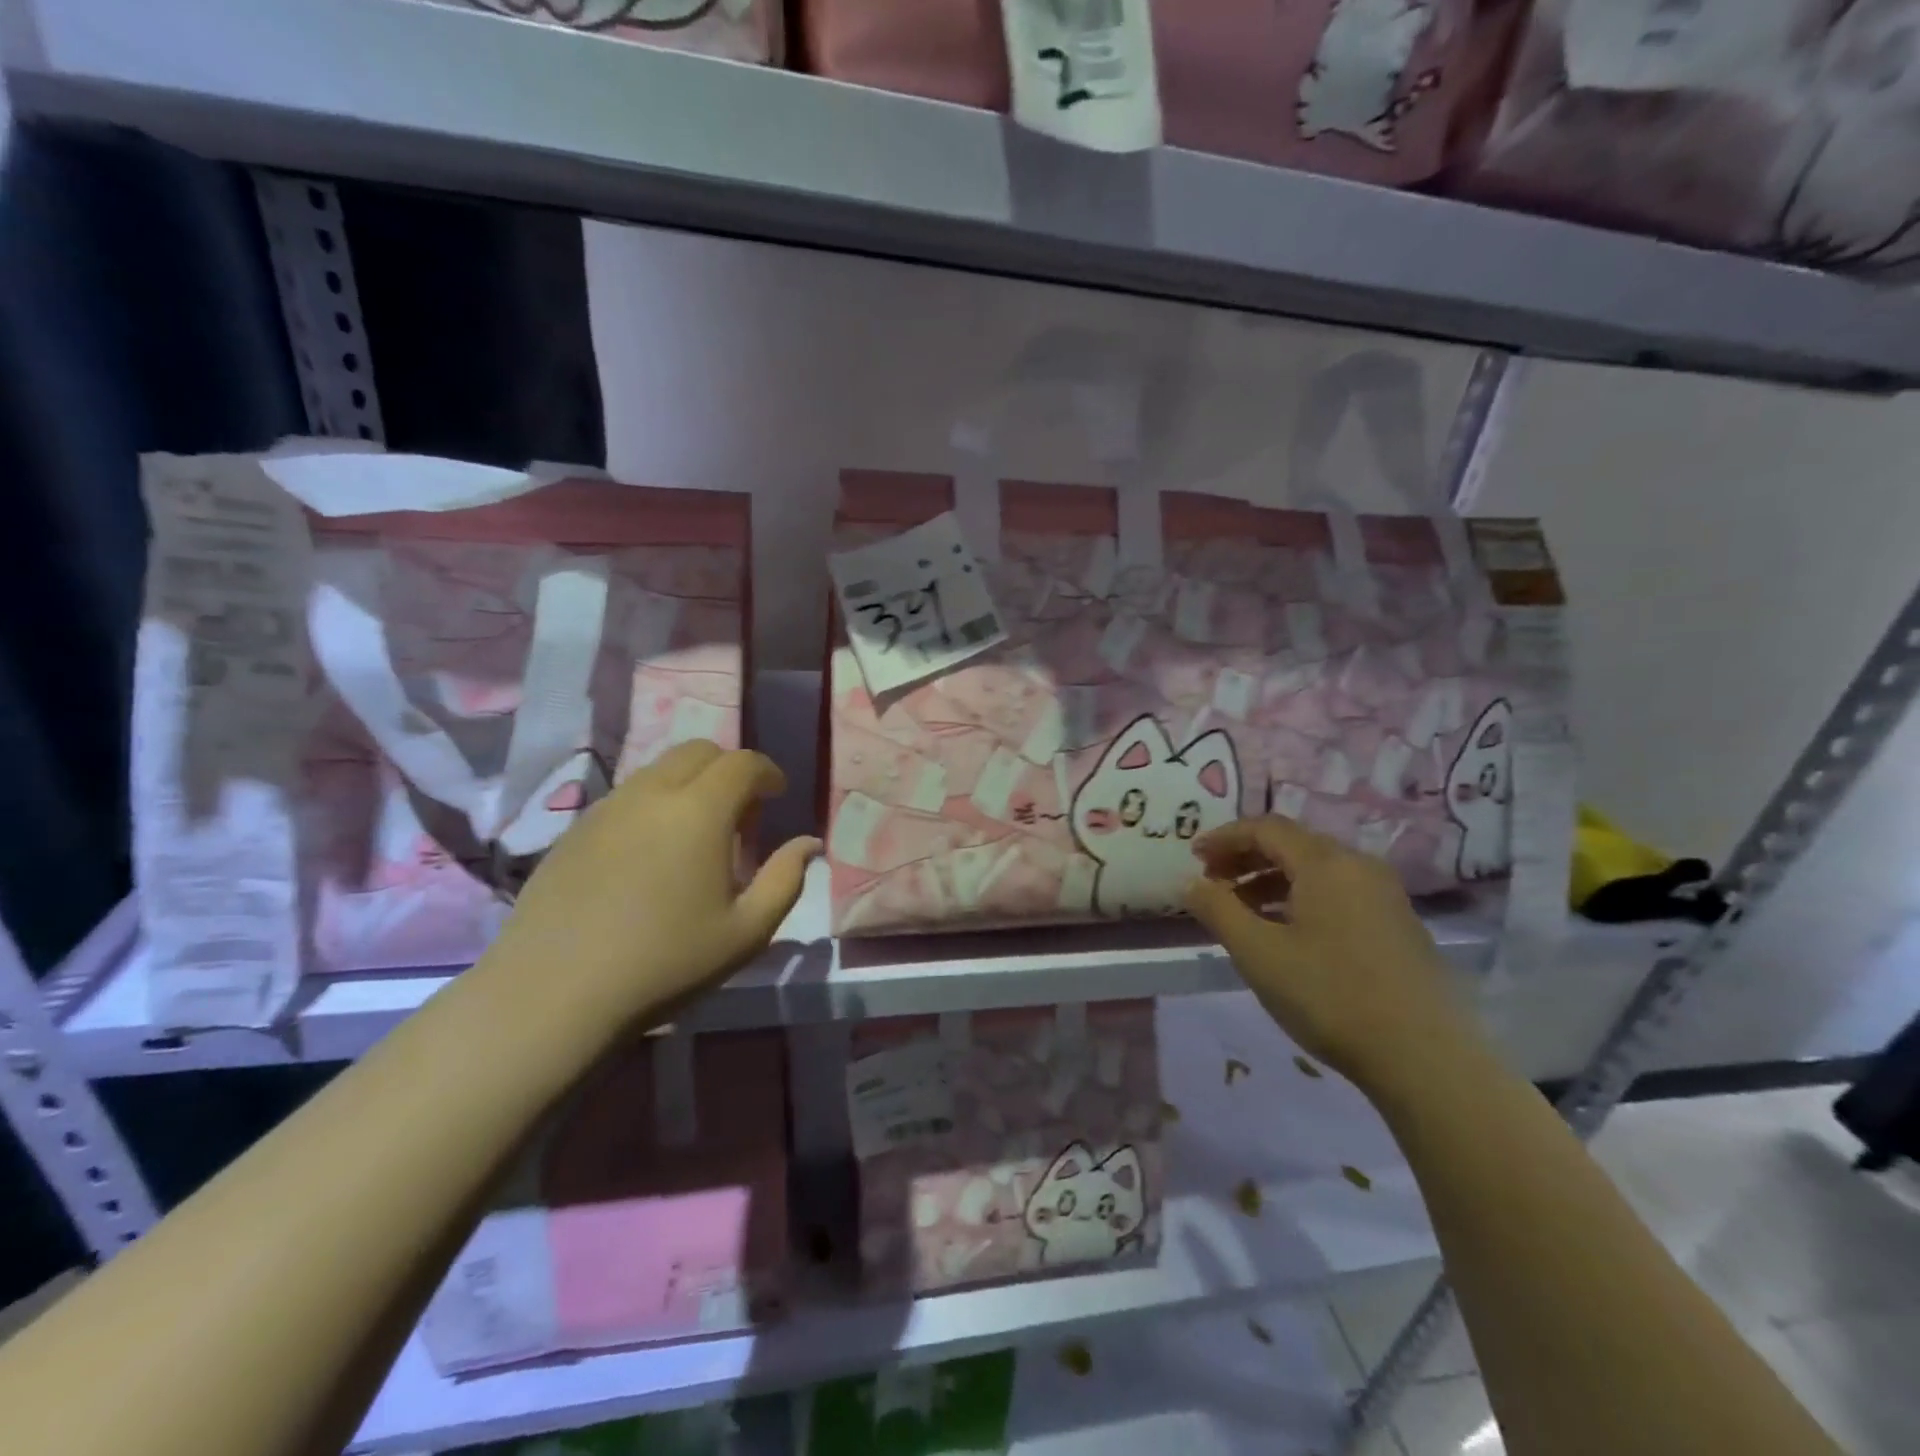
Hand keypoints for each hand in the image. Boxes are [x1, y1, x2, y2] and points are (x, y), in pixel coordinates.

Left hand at [486, 741, 819, 1034]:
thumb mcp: (747, 931)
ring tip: (694, 837)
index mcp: (700, 810)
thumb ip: (786, 879)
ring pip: (659, 770)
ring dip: (689, 785)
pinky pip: (626, 796)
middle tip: (739, 816)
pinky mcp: (574, 829)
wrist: (555, 993)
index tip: (777, 797)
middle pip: (699, 751)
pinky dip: (653, 805)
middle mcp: (652, 793)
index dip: (767, 772)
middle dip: (729, 770)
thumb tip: (808, 844)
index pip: (742, 762)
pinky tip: (649, 856)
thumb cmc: (666, 962)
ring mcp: (607, 807)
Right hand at [1185, 816, 1482, 1092]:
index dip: (1224, 837)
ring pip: (1316, 870)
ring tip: (1241, 911)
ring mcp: (1385, 895)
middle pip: (1292, 844)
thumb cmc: (1329, 995)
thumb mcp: (1257, 953)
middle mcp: (1359, 866)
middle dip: (1246, 857)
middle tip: (1212, 883)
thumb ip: (1217, 910)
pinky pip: (1338, 892)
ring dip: (1271, 879)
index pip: (1266, 827)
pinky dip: (1300, 898)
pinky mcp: (1398, 924)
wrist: (1424, 1058)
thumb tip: (1191, 883)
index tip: (1194, 857)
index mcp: (1325, 863)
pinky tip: (1285, 932)